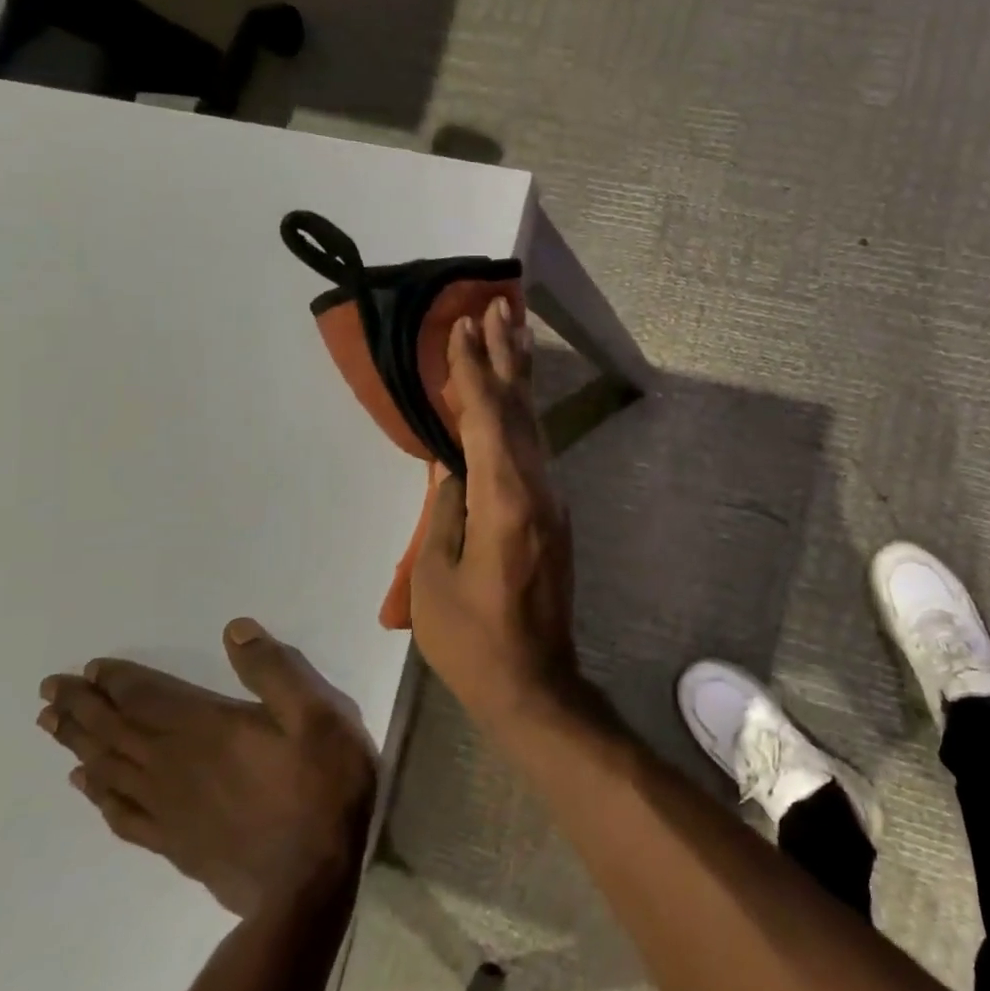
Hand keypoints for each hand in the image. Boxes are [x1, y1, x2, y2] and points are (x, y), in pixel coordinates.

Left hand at [38, 619, 377, 917]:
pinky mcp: (173, 843)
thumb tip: (234, 630)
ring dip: (79, 743)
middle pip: (117, 731)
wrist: (310, 879)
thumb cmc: (322, 785)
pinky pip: (121, 813)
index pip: (148, 698)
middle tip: (49, 689)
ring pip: (110, 769)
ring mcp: (169, 809)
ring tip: (51, 725)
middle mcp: (175, 766)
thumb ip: (274, 670)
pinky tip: (85, 784)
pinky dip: (97, 794)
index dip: (118, 681)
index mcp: (207, 729)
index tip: (89, 667)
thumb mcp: (318, 713)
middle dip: (83, 707)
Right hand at [410, 299, 580, 727]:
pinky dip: (519, 417)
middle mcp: (538, 489)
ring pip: (532, 427)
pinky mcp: (553, 516)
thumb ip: (443, 511)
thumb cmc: (473, 639)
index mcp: (505, 500)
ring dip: (520, 380)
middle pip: (519, 411)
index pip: (486, 419)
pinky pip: (533, 451)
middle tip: (498, 307)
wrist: (535, 683)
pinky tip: (512, 404)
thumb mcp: (436, 576)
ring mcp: (552, 501)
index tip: (463, 327)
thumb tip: (450, 465)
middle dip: (506, 358)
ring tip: (513, 334)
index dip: (472, 372)